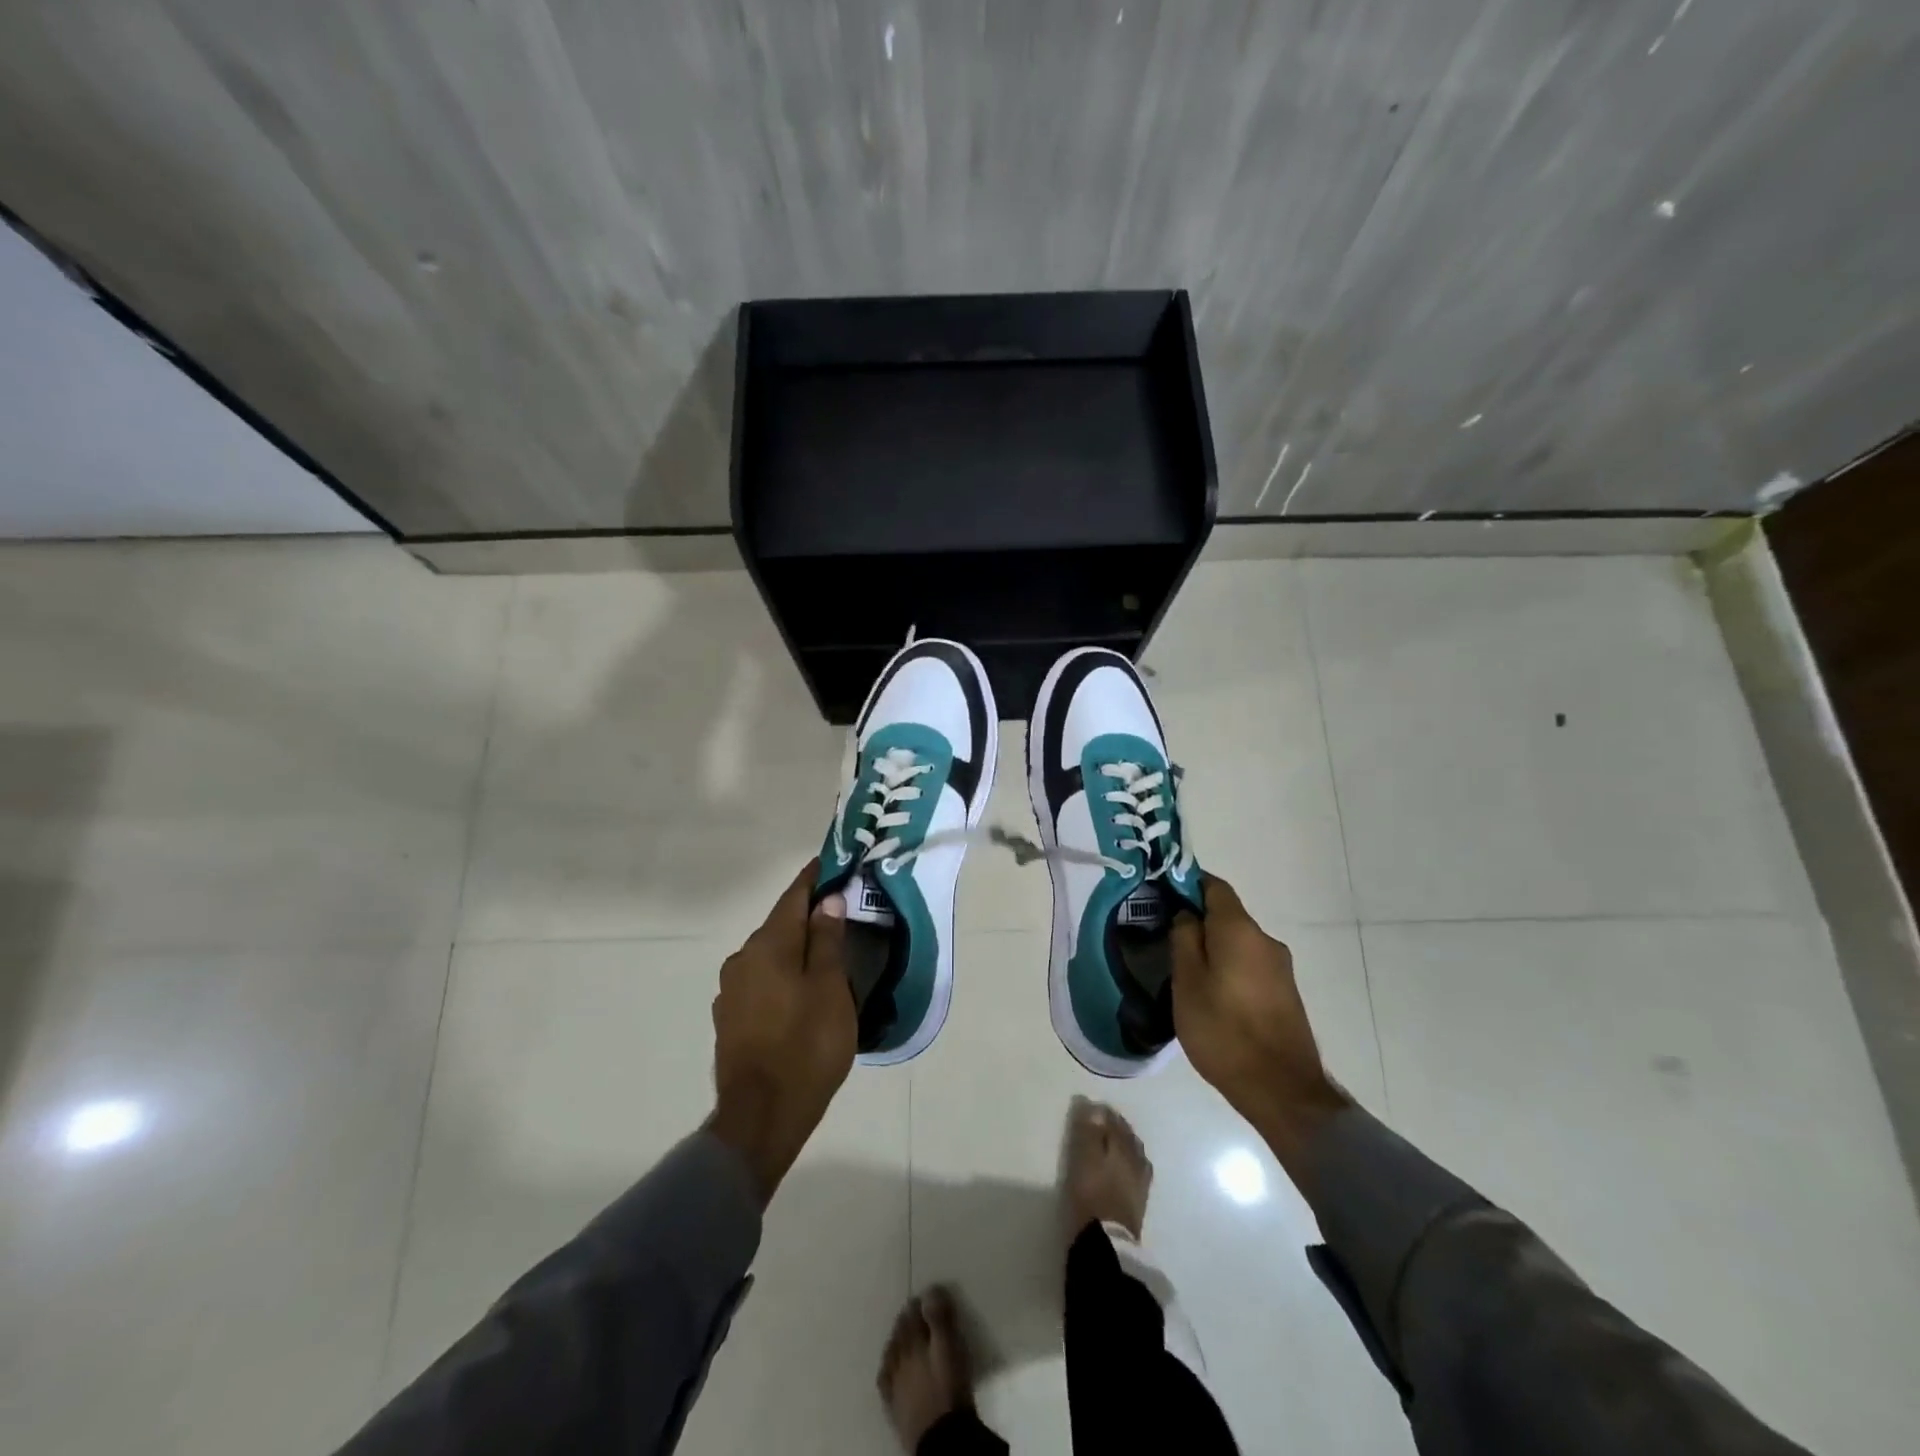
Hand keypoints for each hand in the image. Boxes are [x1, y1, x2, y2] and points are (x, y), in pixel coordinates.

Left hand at [707, 861, 856, 1203]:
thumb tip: (826, 901)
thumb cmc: (806, 1046)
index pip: (794, 896)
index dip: (815, 878)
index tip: (834, 863)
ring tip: (826, 954)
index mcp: (768, 945)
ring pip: (771, 955)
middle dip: (809, 916)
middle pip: (781, 925)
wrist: (761, 1117)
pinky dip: (784, 975)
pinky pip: (762, 980)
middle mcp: (742, 959)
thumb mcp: (830, 988)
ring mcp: (731, 990)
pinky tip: (802, 991)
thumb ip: (826, 940)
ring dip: (796, 948)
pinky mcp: (730, 1018)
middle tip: (843, 912)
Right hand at [1170, 875, 1349, 1170]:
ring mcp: (1280, 968)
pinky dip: (1228, 967)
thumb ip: (1184, 939)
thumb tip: (1187, 913)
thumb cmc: (1224, 1030)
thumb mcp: (1187, 982)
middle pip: (1227, 915)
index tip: (1162, 894)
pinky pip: (1249, 965)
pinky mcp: (1285, 993)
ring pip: (1238, 942)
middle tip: (1164, 937)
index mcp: (1240, 930)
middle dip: (1197, 920)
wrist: (1281, 1090)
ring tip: (1183, 970)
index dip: (1187, 883)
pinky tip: (1210, 993)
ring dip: (1213, 947)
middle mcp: (1265, 940)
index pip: (1214, 886)